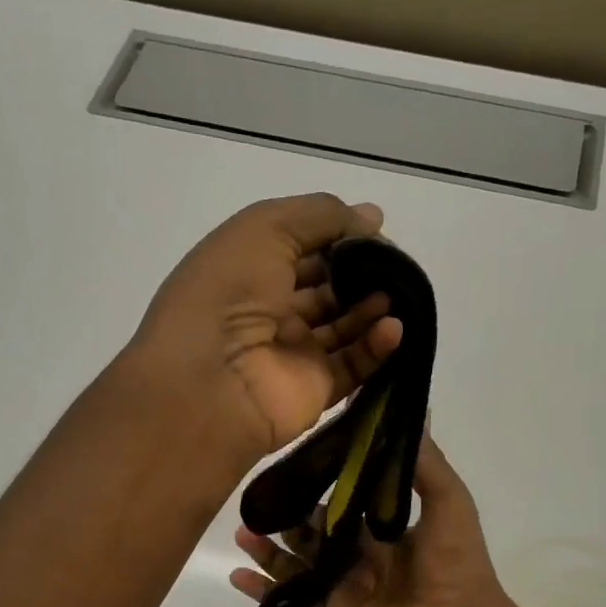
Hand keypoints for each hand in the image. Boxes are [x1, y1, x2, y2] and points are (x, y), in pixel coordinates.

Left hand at [129, 194, 404, 464]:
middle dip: (363, 273)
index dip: (339, 237)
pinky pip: (354, 365)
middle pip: (328, 288)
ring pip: (345, 326)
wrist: (208, 383)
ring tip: (397, 295)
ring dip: (373, 307)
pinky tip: (393, 329)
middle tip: (395, 266)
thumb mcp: (266, 228)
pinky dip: (378, 346)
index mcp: (249, 270)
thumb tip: (372, 218)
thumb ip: (322, 215)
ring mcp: (294, 353)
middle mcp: (271, 312)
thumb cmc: (228, 293)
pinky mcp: (315, 391)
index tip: (376, 230)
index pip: (303, 248)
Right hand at [228, 436, 508, 606]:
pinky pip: (290, 604)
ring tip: (242, 531)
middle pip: (312, 535)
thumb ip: (424, 462)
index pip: (343, 504)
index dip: (318, 486)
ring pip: (295, 567)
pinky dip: (263, 592)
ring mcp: (342, 591)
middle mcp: (359, 560)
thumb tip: (412, 408)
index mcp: (384, 533)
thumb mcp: (448, 501)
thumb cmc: (454, 563)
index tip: (291, 462)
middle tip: (255, 498)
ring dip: (267, 550)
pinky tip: (237, 575)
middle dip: (285, 517)